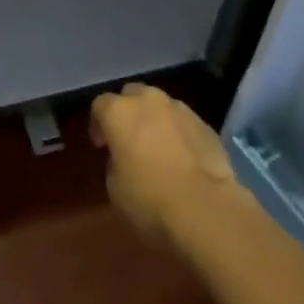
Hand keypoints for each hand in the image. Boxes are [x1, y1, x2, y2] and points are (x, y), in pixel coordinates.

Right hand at [91, 83, 242, 243]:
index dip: (98, 124)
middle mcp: (147, 100)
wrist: (205, 208)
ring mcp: (179, 108)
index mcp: (118, 112)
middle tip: (129, 140)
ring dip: (154, 120)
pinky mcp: (204, 122)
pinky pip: (182, 122)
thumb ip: (115, 162)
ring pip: (159, 105)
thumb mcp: (115, 189)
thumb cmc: (150, 200)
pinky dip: (178, 133)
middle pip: (131, 95)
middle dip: (128, 113)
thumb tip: (124, 158)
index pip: (100, 105)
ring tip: (158, 148)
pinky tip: (183, 157)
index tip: (102, 146)